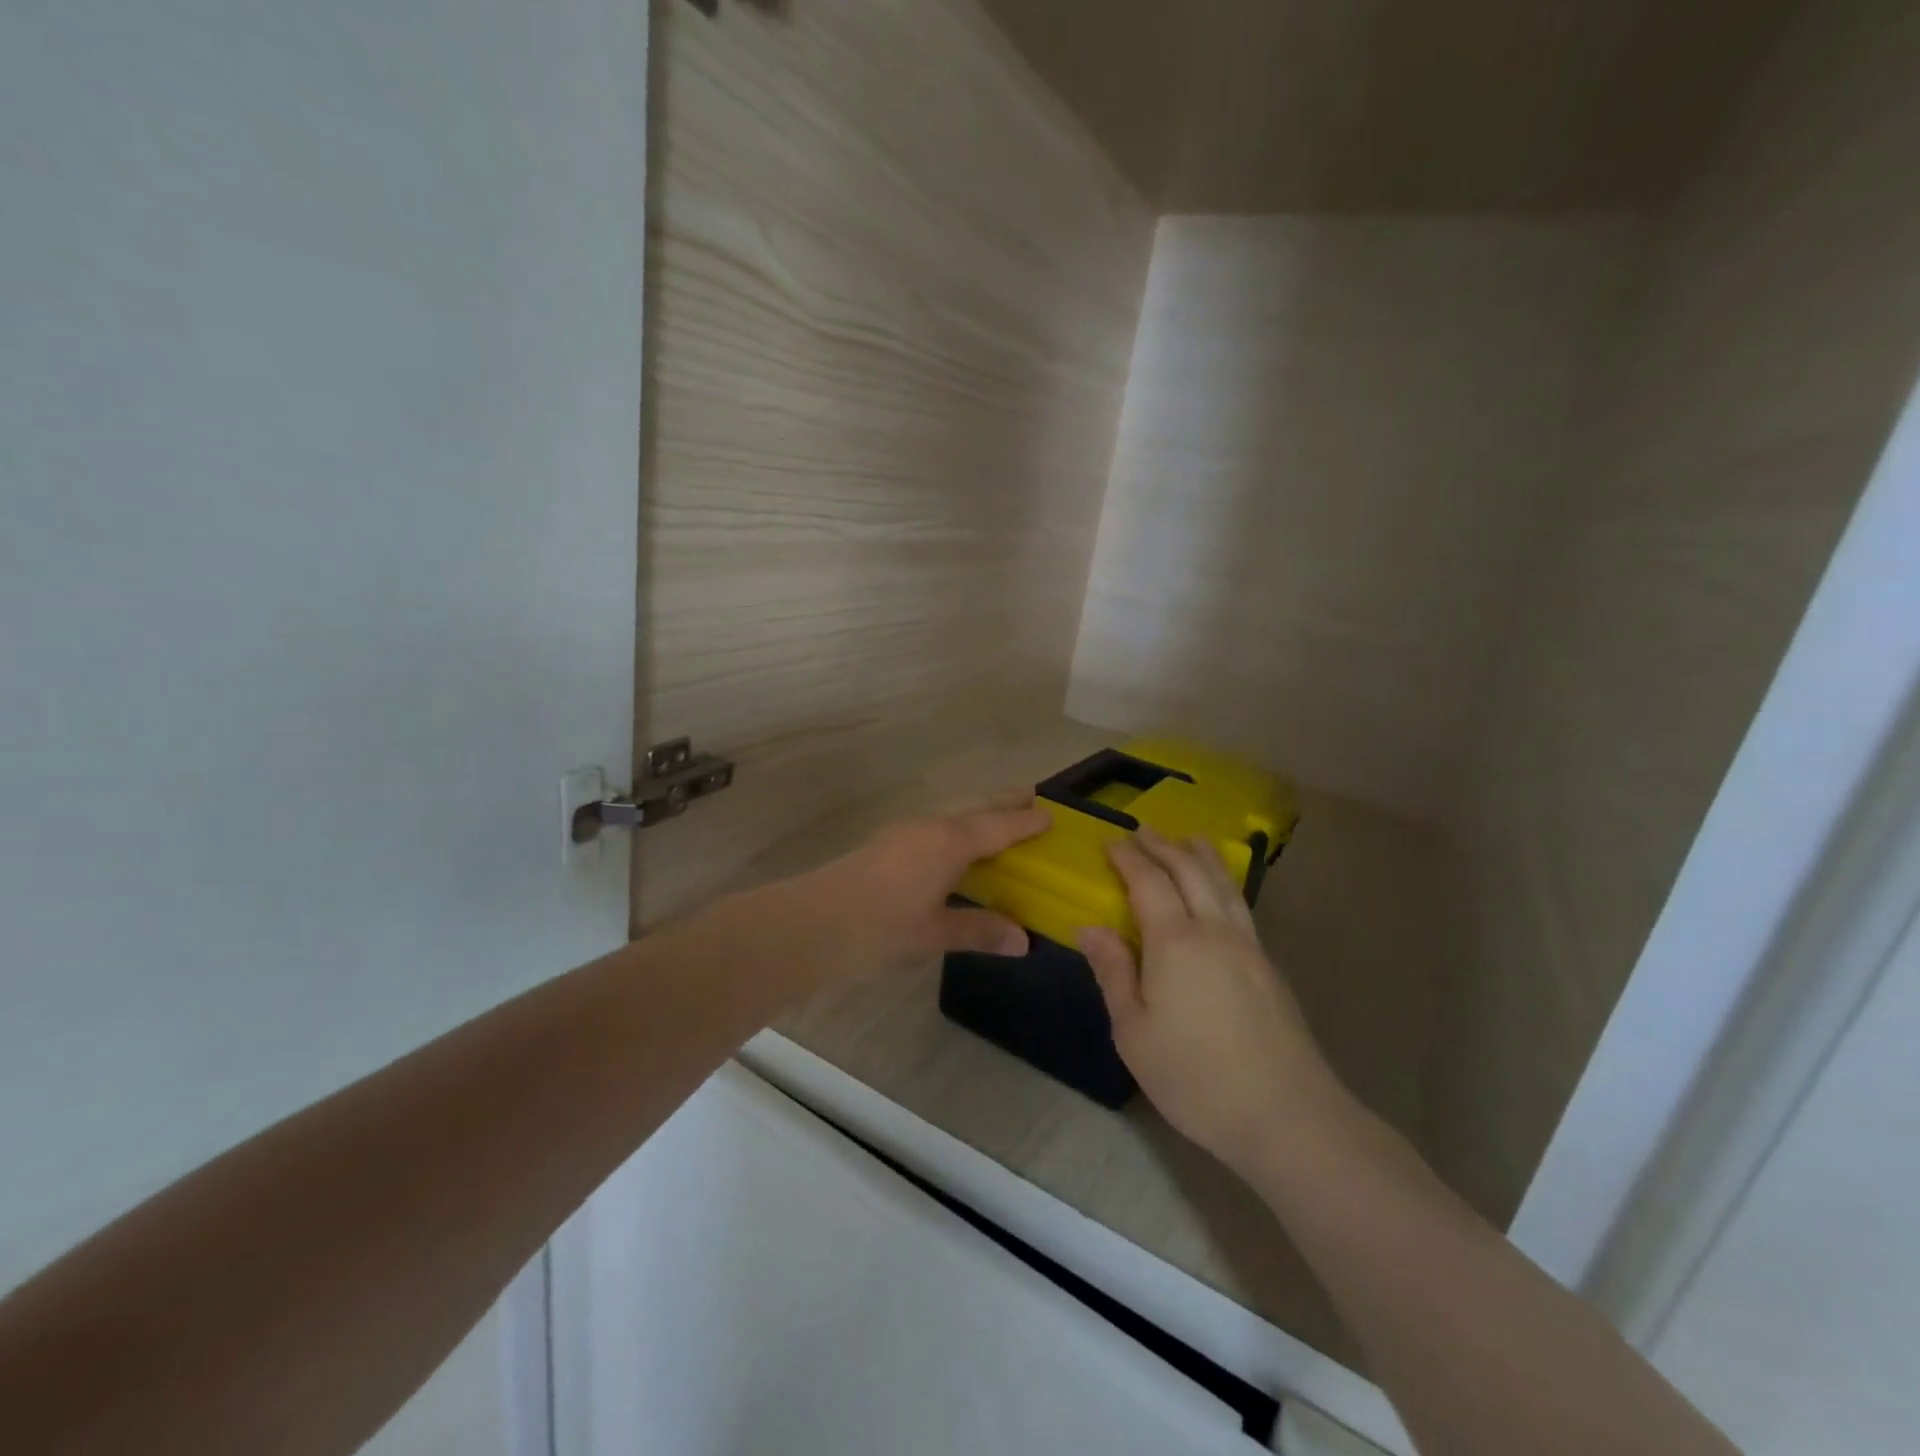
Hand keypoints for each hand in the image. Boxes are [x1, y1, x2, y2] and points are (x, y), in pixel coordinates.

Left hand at [763, 796, 1050, 991]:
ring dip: (978, 817)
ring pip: (952, 817)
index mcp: (948, 841)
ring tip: (999, 825)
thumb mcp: (934, 933)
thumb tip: (1022, 940)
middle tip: (1030, 798)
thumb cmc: (879, 928)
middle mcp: (929, 827)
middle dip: (1003, 804)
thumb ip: (979, 930)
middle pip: (975, 809)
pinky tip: (954, 853)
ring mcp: (903, 833)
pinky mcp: (885, 845)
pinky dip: (956, 833)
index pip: (998, 825)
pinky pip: (934, 829)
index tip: (1050, 815)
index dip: (1025, 822)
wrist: (809, 925)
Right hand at [1079, 829, 1340, 1175]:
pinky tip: (1220, 891)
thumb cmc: (1195, 1076)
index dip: (1128, 858)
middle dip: (1164, 845)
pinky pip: (1240, 905)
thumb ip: (1113, 973)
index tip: (1111, 841)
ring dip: (1201, 856)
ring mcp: (1248, 946)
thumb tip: (1090, 928)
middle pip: (1190, 871)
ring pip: (1223, 883)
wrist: (1286, 1115)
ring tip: (1189, 839)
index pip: (1148, 882)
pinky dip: (1223, 882)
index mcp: (1175, 941)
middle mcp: (1214, 930)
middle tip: (1143, 830)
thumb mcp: (1134, 1032)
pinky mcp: (1269, 967)